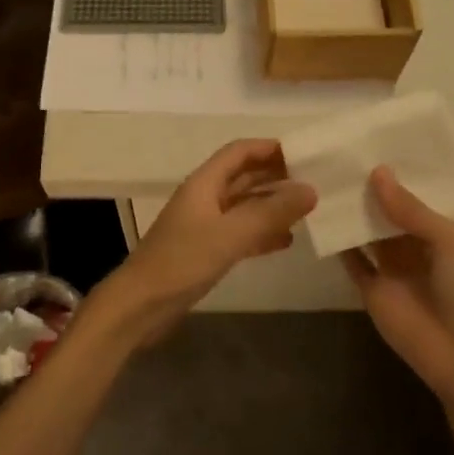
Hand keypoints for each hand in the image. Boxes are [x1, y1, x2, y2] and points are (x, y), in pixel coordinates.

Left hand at [88, 140, 315, 348]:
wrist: (140, 306)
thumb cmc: (182, 261)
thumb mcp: (230, 235)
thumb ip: (270, 213)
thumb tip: (311, 190)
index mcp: (204, 183)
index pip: (238, 152)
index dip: (268, 148)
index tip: (303, 152)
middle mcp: (204, 198)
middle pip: (243, 176)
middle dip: (275, 175)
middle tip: (312, 179)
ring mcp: (204, 225)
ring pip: (243, 205)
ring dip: (271, 204)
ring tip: (306, 208)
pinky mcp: (205, 251)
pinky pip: (240, 233)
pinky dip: (262, 233)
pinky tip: (286, 241)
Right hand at [342, 167, 453, 405]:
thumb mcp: (449, 241)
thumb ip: (411, 209)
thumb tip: (377, 172)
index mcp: (441, 231)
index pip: (415, 197)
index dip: (397, 175)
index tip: (371, 145)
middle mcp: (414, 245)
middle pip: (387, 213)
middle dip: (369, 190)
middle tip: (340, 156)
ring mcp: (391, 268)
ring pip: (367, 233)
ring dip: (352, 212)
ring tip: (325, 179)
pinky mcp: (371, 289)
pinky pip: (352, 262)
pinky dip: (339, 243)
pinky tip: (320, 217)